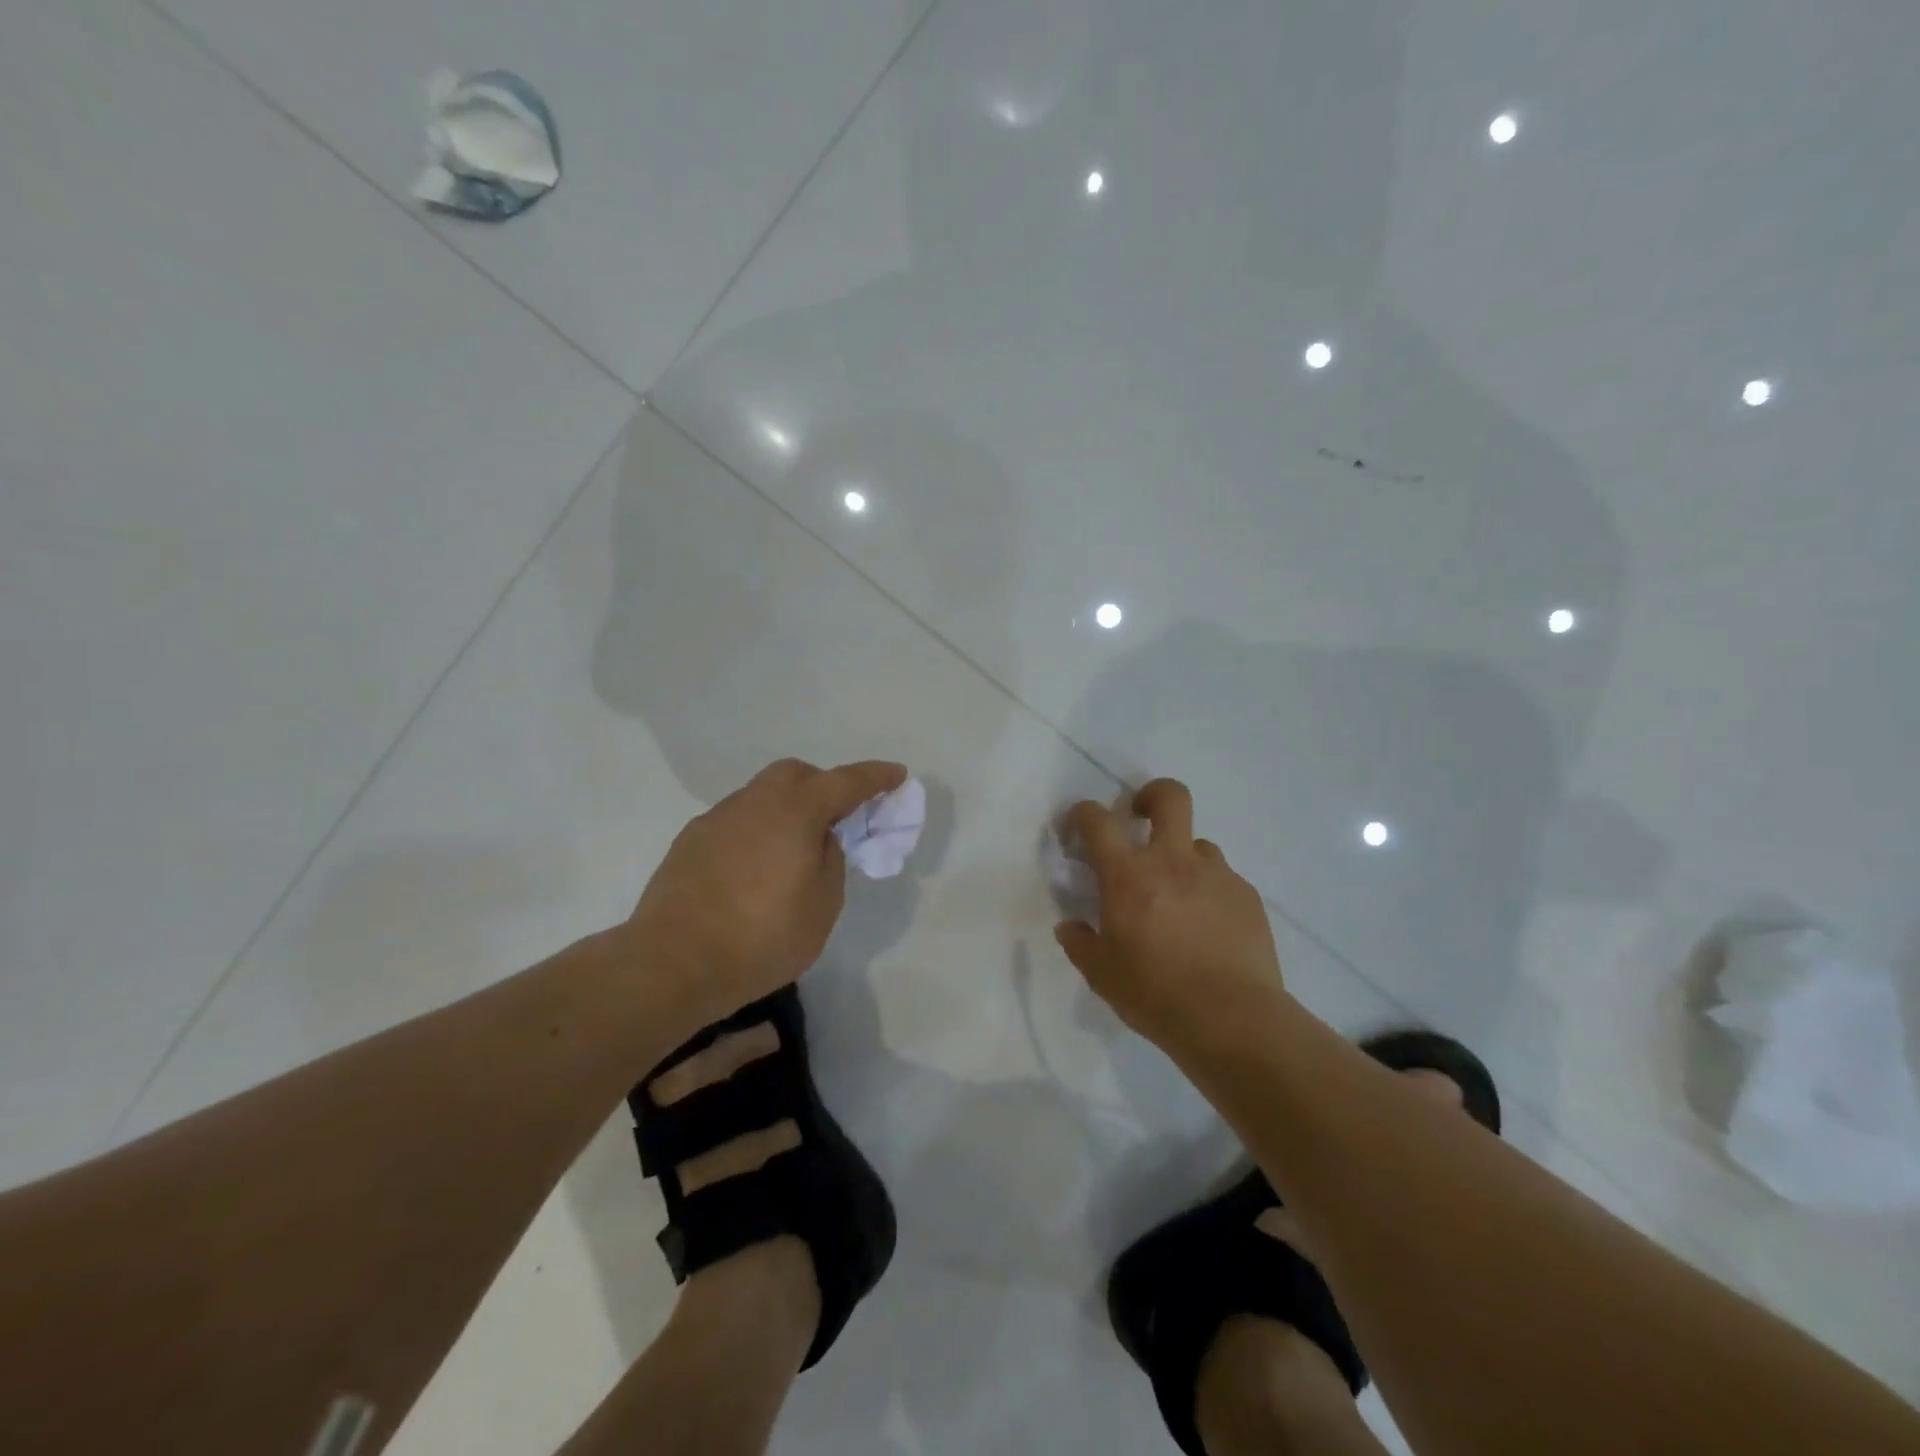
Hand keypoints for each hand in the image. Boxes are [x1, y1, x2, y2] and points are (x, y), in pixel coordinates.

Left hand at [629, 757, 906, 1024]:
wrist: (673, 963)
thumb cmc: (762, 937)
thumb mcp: (822, 905)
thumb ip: (830, 860)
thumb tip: (818, 840)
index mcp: (794, 811)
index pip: (845, 782)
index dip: (875, 777)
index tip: (896, 775)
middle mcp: (754, 802)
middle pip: (796, 775)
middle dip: (823, 785)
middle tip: (839, 817)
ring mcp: (717, 819)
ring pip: (762, 795)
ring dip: (786, 808)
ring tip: (794, 850)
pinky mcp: (690, 841)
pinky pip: (737, 820)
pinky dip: (757, 829)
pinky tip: (755, 868)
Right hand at [1054, 779, 1288, 1049]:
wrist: (1232, 1019)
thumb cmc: (1155, 994)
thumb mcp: (1101, 974)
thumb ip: (1080, 943)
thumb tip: (1069, 927)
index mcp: (1129, 875)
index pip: (1098, 821)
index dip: (1082, 813)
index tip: (1077, 826)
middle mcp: (1173, 862)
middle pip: (1169, 797)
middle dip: (1151, 795)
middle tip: (1140, 817)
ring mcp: (1216, 875)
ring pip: (1199, 844)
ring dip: (1183, 859)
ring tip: (1179, 897)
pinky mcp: (1247, 896)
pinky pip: (1223, 880)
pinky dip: (1210, 893)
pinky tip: (1210, 928)